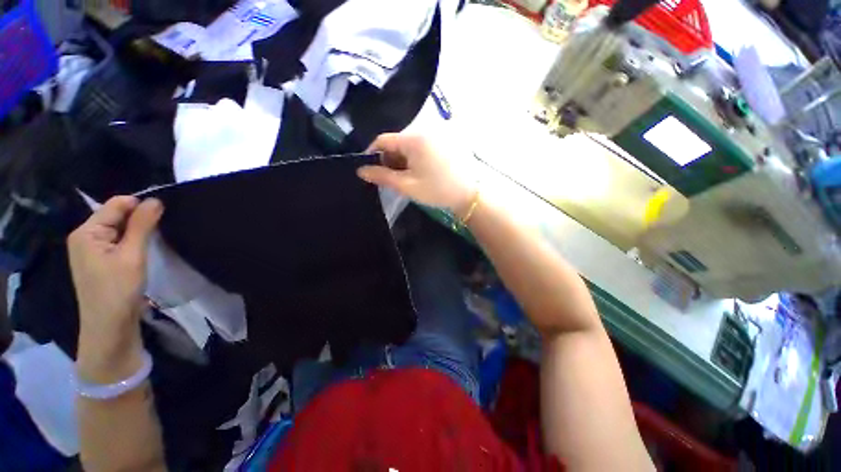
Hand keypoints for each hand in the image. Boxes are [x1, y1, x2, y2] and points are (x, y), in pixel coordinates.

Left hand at [68, 196, 162, 383]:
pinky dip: (133, 242)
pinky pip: (118, 242)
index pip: (115, 205)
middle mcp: (85, 237)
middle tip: (162, 229)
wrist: (109, 327)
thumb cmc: (118, 290)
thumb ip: (142, 225)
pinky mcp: (99, 261)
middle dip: (139, 219)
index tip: (164, 214)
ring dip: (137, 232)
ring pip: (119, 230)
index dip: (140, 205)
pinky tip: (144, 250)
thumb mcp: (132, 255)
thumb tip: (155, 200)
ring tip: (155, 239)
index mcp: (87, 232)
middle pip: (116, 216)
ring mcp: (91, 250)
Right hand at [358, 134, 476, 217]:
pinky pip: (423, 144)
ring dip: (404, 158)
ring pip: (410, 143)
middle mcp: (425, 129)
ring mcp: (437, 133)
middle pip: (398, 141)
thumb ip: (382, 176)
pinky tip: (421, 170)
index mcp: (413, 139)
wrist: (470, 193)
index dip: (372, 153)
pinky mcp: (446, 139)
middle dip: (390, 158)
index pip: (384, 140)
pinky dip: (416, 155)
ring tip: (407, 176)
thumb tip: (361, 170)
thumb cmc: (437, 190)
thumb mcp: (407, 185)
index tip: (370, 168)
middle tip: (391, 177)